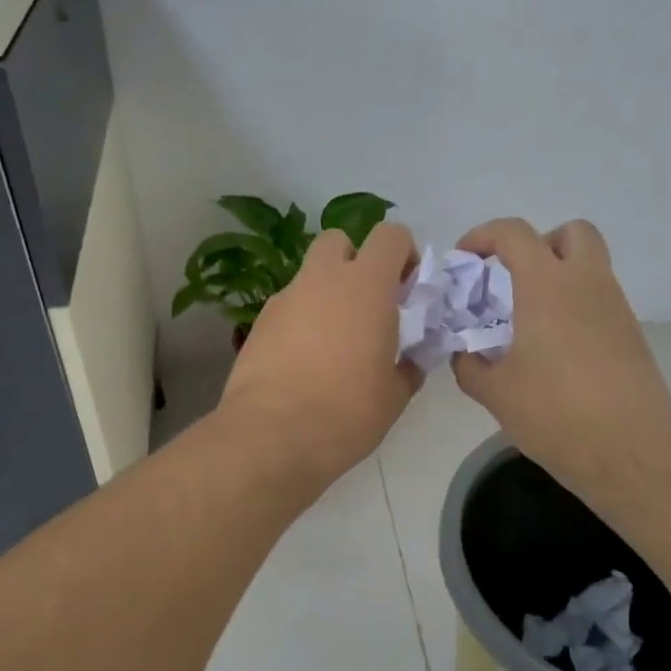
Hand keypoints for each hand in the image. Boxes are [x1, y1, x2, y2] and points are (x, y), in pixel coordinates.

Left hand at [219, 222, 420, 485]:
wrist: (272, 435)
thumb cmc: (347, 411)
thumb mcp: (394, 395)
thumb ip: (408, 366)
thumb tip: (410, 361)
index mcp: (366, 286)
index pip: (391, 236)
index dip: (404, 254)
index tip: (408, 288)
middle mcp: (322, 280)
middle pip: (340, 241)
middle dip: (356, 261)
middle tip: (368, 304)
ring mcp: (285, 299)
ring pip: (310, 276)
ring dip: (327, 293)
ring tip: (335, 341)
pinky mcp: (259, 323)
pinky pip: (288, 307)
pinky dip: (301, 320)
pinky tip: (304, 361)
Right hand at [451, 218, 670, 507]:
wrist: (631, 450)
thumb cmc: (555, 413)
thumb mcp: (495, 392)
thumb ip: (470, 365)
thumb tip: (465, 354)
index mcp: (547, 286)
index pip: (514, 233)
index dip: (483, 236)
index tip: (465, 260)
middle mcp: (587, 284)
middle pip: (572, 232)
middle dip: (539, 245)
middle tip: (514, 279)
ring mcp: (616, 308)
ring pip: (590, 268)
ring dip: (558, 278)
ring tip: (529, 322)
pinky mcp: (631, 336)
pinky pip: (599, 302)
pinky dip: (575, 309)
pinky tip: (555, 351)